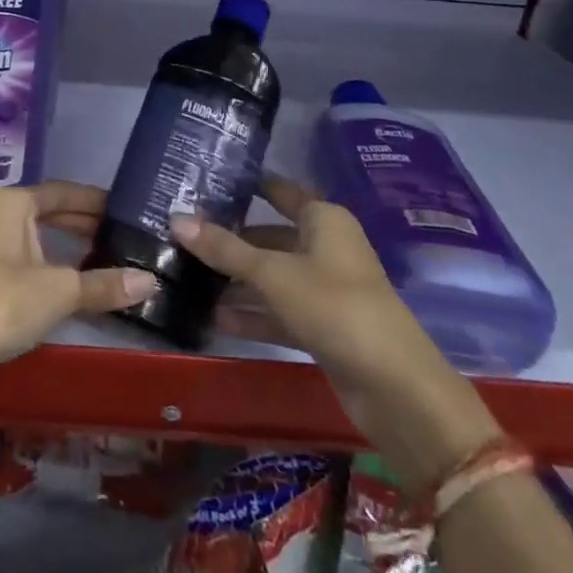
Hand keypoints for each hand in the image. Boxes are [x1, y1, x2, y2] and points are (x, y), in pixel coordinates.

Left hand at [0, 182, 156, 402]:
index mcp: (11, 204)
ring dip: (73, 251)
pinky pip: (32, 265)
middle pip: (50, 214)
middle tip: (128, 237)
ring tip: (114, 261)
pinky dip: (57, 272)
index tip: (129, 210)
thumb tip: (151, 281)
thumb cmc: (2, 300)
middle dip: (87, 226)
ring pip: (41, 242)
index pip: (62, 192)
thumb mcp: (60, 289)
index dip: (95, 201)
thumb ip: (104, 284)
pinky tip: (84, 288)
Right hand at [172, 176, 499, 491]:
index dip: (246, 186)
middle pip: (270, 235)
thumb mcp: (272, 274)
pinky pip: (279, 310)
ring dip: (236, 280)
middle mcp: (326, 248)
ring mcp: (326, 289)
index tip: (204, 183)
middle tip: (181, 235)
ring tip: (187, 278)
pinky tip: (214, 318)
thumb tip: (176, 218)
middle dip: (230, 238)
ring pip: (272, 275)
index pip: (279, 191)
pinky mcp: (324, 326)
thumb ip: (224, 248)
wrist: (396, 389)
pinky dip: (252, 313)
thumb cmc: (335, 307)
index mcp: (324, 220)